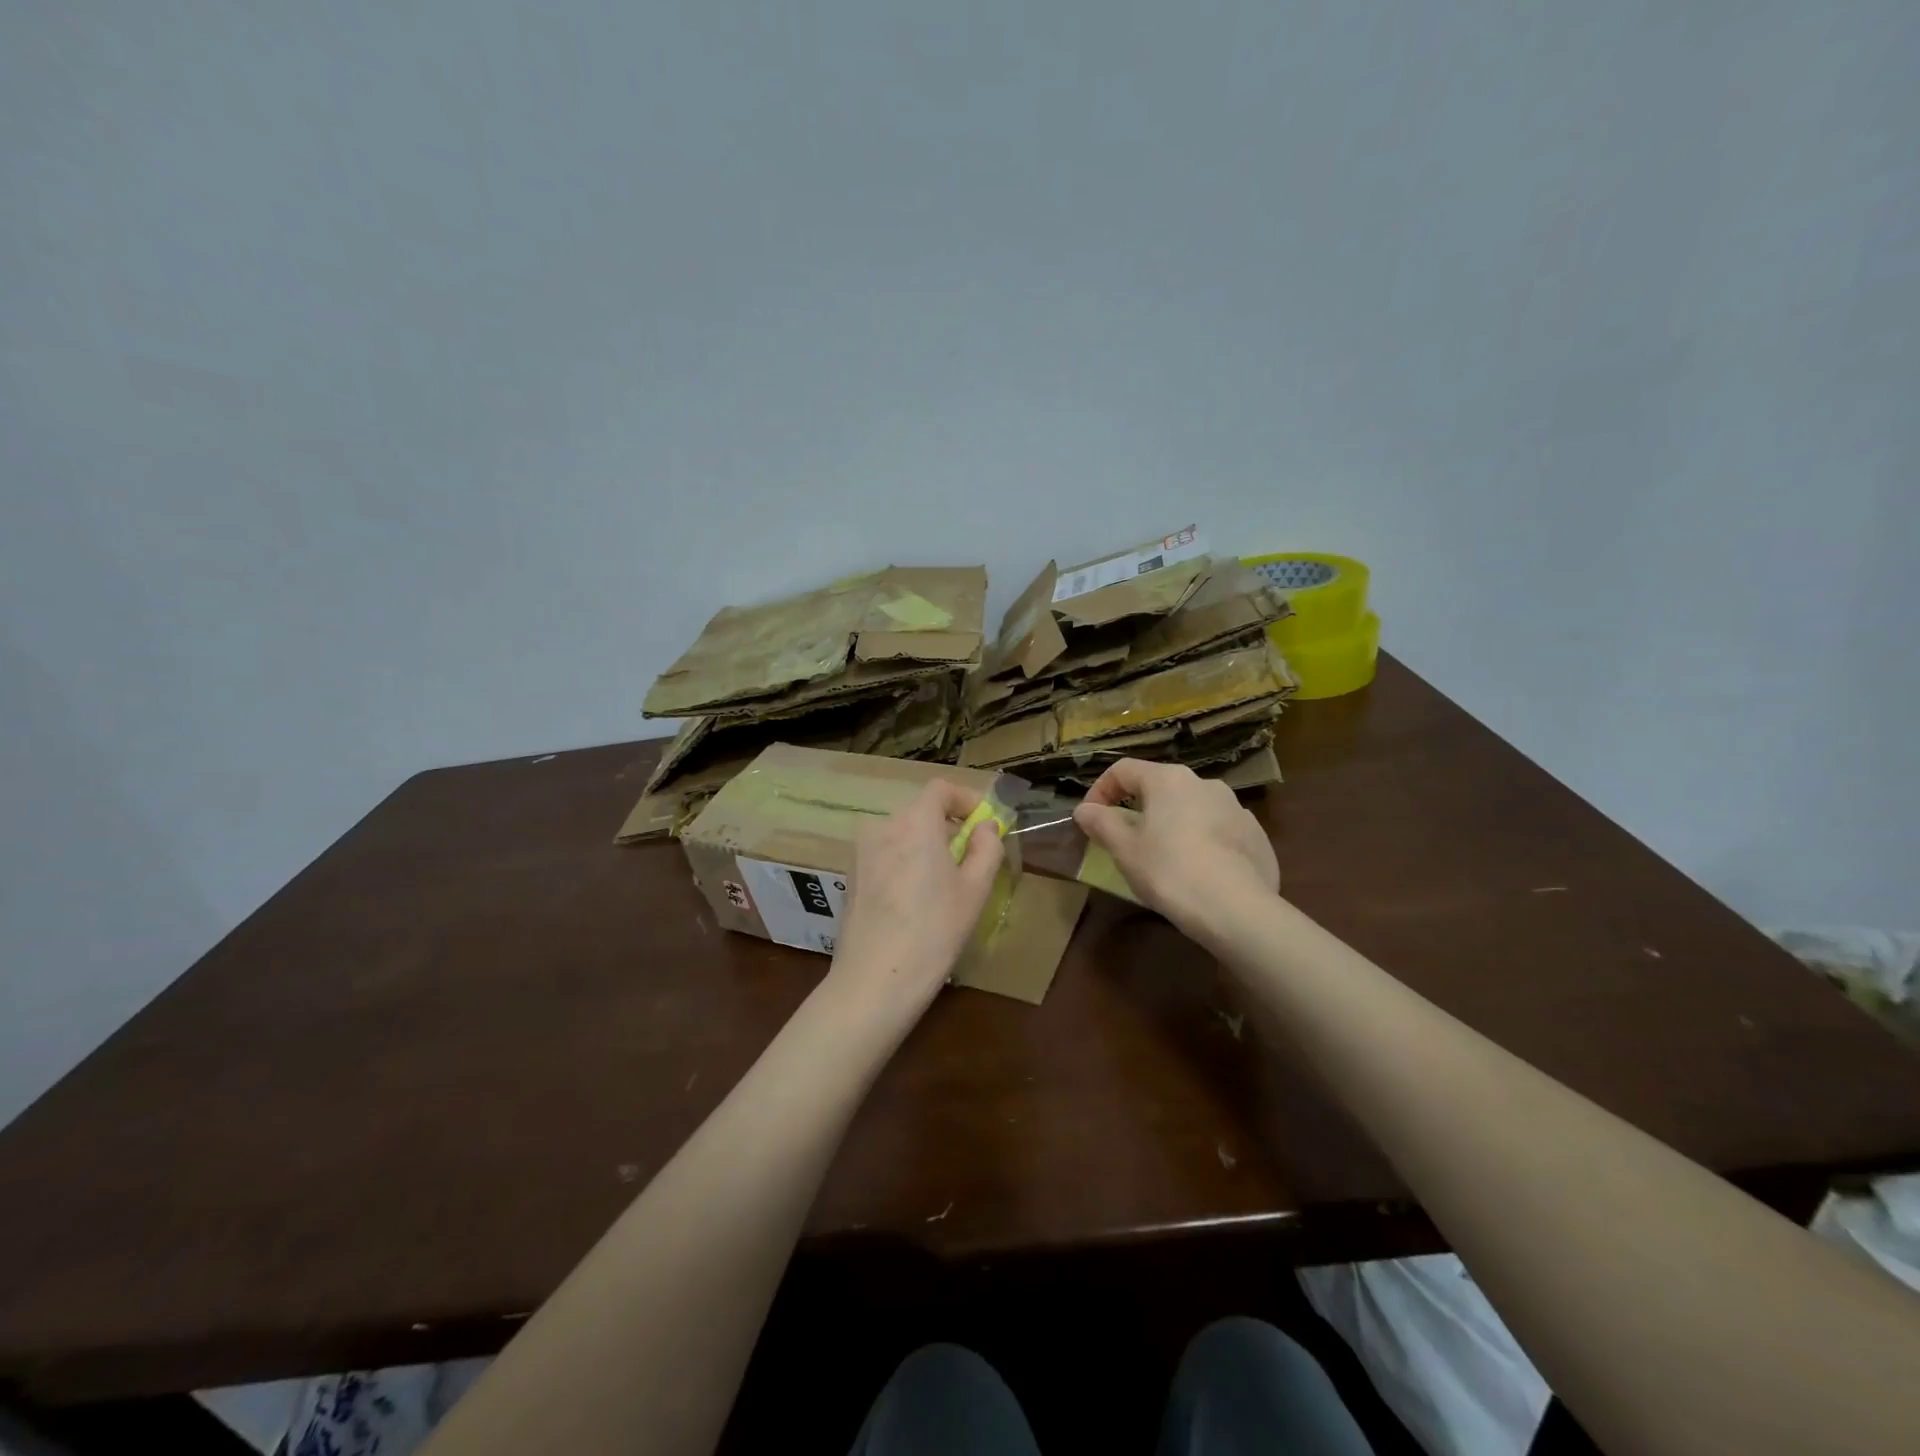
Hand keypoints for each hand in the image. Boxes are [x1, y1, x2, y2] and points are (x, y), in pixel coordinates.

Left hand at [830, 779, 1003, 1011]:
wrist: (874, 980)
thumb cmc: (934, 931)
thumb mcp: (974, 890)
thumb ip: (986, 848)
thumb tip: (986, 827)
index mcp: (914, 822)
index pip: (940, 789)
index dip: (966, 799)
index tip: (985, 823)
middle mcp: (882, 826)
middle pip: (920, 811)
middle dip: (947, 826)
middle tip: (970, 857)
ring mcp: (861, 851)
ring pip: (901, 834)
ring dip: (925, 845)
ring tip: (944, 881)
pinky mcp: (851, 875)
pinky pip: (885, 854)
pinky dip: (904, 861)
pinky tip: (915, 898)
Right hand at [1073, 759, 1278, 935]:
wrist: (1238, 909)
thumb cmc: (1170, 872)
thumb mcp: (1125, 850)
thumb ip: (1102, 823)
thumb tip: (1084, 809)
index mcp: (1168, 780)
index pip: (1123, 770)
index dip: (1100, 790)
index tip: (1090, 818)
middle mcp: (1204, 783)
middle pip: (1160, 787)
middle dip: (1138, 809)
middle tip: (1125, 841)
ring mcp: (1236, 808)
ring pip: (1192, 808)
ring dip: (1172, 825)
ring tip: (1164, 859)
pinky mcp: (1256, 835)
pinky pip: (1219, 830)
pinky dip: (1202, 842)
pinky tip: (1199, 872)